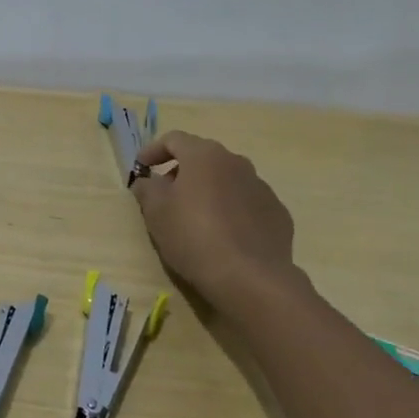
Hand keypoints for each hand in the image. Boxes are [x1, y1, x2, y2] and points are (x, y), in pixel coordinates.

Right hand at [128, 131, 307, 304]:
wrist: (250, 278)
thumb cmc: (193, 236)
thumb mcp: (156, 212)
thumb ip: (147, 189)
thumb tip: (147, 181)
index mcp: (204, 156)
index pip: (174, 139)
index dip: (153, 151)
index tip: (141, 168)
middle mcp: (236, 163)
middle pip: (203, 158)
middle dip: (181, 172)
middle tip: (166, 195)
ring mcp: (261, 188)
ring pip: (227, 180)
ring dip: (208, 191)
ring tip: (195, 218)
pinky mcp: (277, 214)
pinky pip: (246, 203)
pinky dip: (231, 211)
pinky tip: (224, 236)